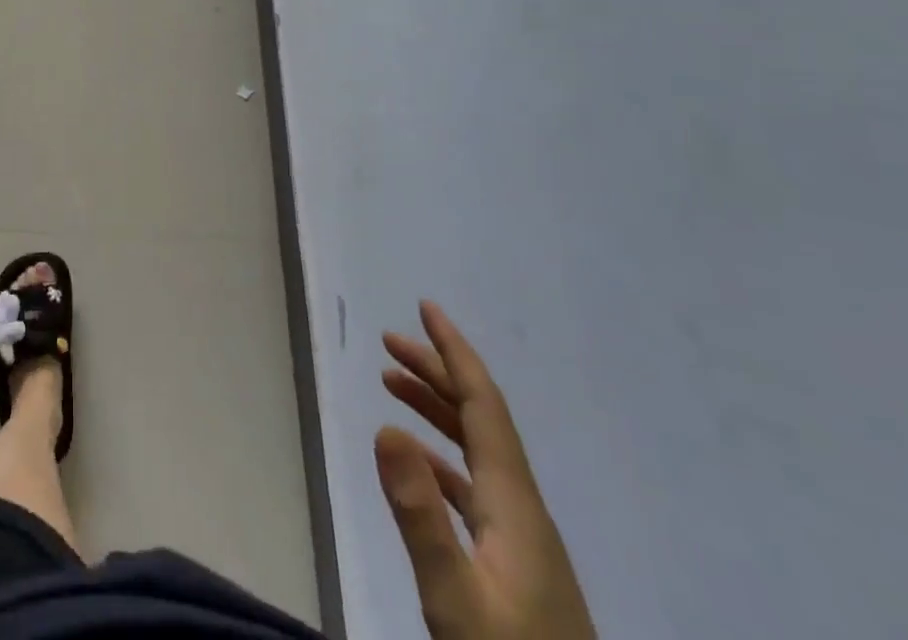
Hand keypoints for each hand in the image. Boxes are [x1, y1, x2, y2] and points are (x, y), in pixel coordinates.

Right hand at [375, 301, 594, 639]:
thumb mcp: (455, 600)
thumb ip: (420, 515)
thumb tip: (384, 426)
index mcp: (515, 504)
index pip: (483, 405)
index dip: (454, 352)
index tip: (425, 308)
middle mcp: (523, 509)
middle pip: (479, 419)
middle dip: (436, 371)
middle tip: (388, 342)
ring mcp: (523, 540)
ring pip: (477, 450)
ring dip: (436, 408)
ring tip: (391, 383)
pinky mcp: (516, 566)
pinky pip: (474, 485)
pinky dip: (441, 455)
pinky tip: (418, 462)